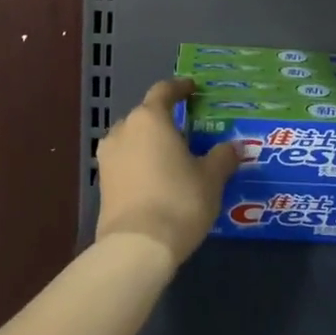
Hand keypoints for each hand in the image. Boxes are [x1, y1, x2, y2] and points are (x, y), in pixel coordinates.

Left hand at [95, 78, 242, 262]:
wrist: (137, 246)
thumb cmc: (179, 200)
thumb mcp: (211, 178)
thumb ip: (222, 157)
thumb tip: (234, 147)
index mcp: (150, 119)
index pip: (164, 91)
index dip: (179, 88)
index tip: (192, 88)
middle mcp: (123, 130)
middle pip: (146, 116)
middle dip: (165, 121)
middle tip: (188, 132)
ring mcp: (107, 157)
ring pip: (132, 140)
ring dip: (150, 144)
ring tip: (172, 157)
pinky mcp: (102, 182)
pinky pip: (125, 162)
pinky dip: (140, 164)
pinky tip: (157, 179)